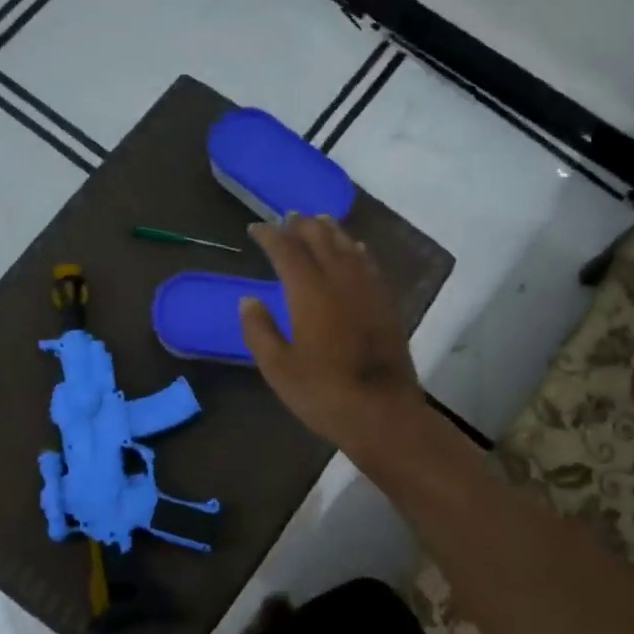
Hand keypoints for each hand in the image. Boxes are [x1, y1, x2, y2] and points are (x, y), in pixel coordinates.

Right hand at [239, 215, 424, 458]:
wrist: (382, 413)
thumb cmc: (323, 393)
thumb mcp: (278, 368)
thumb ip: (259, 330)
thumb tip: (248, 300)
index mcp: (310, 293)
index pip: (287, 250)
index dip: (270, 235)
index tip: (255, 229)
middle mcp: (340, 281)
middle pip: (321, 239)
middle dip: (301, 225)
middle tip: (286, 219)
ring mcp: (368, 290)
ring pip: (348, 247)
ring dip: (330, 231)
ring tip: (318, 221)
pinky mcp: (386, 304)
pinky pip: (369, 264)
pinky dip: (355, 250)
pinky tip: (354, 250)